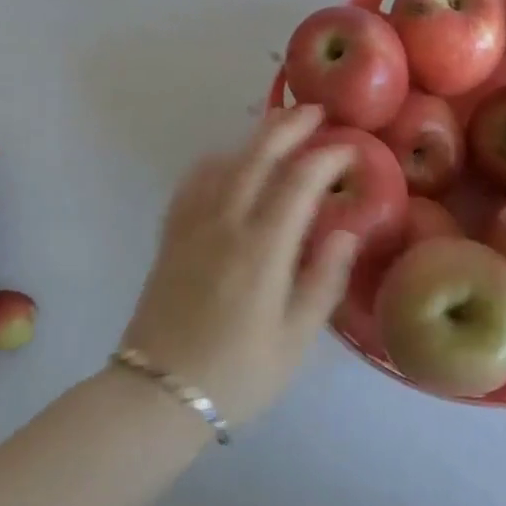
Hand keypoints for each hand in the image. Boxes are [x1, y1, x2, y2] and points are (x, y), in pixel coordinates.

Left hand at [119, 106, 356, 427]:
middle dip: (288, 127)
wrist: (157, 394)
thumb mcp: (294, 340)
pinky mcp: (171, 235)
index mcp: (262, 250)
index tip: (348, 147)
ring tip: (278, 124)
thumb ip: (323, 281)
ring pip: (225, 162)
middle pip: (257, 156)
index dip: (325, 157)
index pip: (298, 183)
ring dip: (254, 137)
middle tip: (314, 111)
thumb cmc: (237, 374)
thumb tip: (346, 231)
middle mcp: (225, 224)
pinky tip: (228, 161)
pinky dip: (217, 160)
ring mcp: (192, 225)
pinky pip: (193, 182)